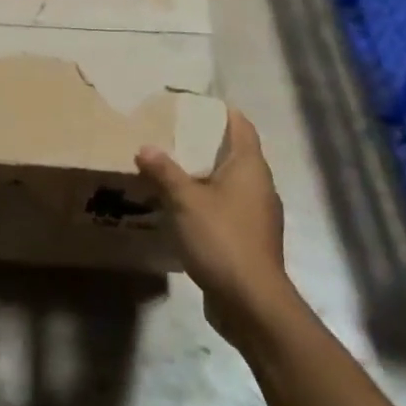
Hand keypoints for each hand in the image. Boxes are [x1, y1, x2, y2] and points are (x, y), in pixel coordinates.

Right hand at [136, 107, 292, 341]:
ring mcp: (258, 215)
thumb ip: (164, 171)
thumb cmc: (222, 239)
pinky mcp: (250, 240)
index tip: (193, 103)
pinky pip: (226, 209)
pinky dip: (207, 202)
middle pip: (234, 154)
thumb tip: (145, 147)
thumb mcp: (185, 201)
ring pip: (230, 184)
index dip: (221, 112)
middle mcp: (260, 186)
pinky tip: (181, 209)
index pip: (241, 127)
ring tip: (170, 169)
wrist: (251, 302)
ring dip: (204, 175)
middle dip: (205, 143)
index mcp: (251, 168)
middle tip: (171, 134)